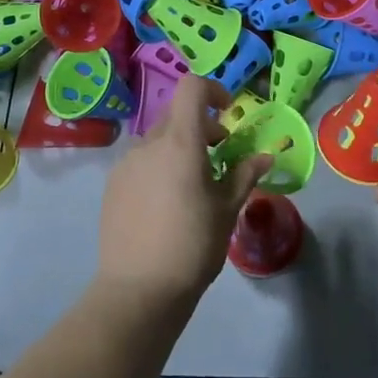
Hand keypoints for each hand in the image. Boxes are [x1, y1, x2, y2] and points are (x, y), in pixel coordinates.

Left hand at [97, 76, 270, 311]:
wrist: (139, 290)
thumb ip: (245, 175)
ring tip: (192, 186)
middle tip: (219, 157)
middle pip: (177, 115)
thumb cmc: (193, 245)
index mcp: (180, 142)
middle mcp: (149, 144)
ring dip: (179, 148)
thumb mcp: (228, 209)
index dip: (213, 90)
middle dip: (201, 126)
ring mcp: (126, 164)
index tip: (228, 114)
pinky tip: (165, 204)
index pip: (192, 87)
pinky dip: (158, 167)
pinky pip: (140, 162)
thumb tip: (265, 156)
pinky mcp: (112, 185)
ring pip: (158, 140)